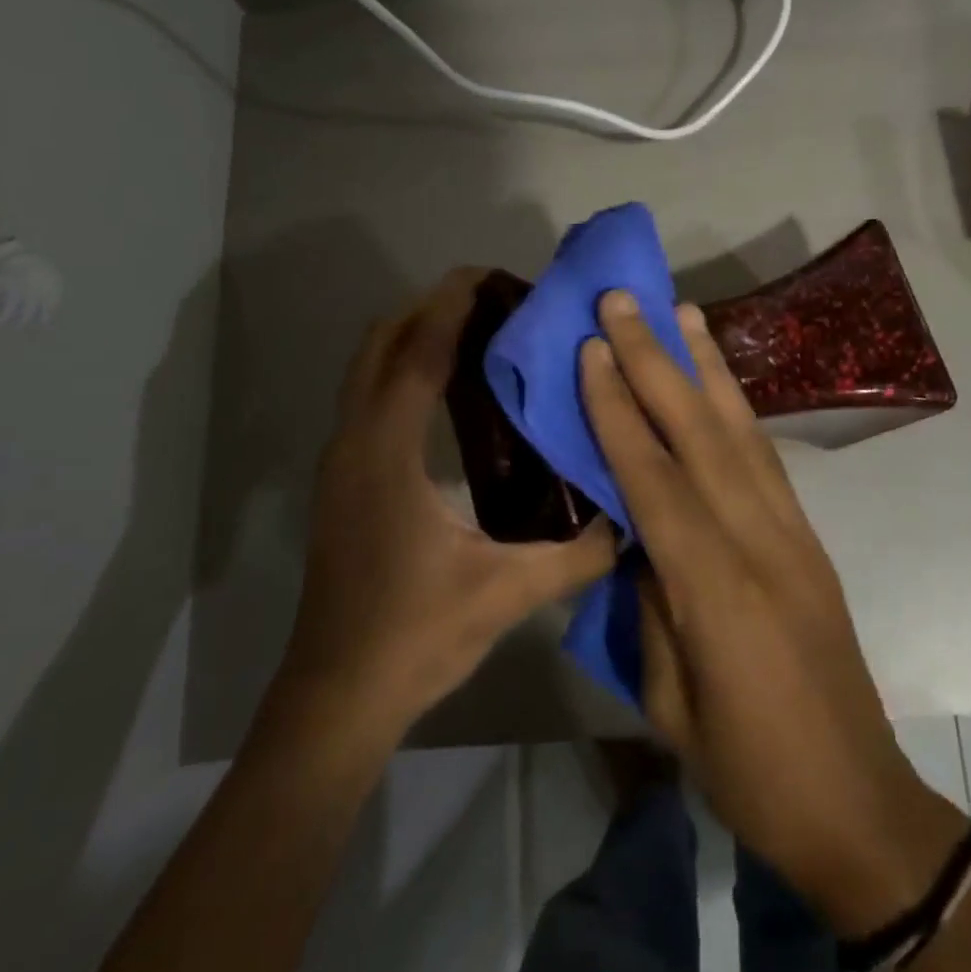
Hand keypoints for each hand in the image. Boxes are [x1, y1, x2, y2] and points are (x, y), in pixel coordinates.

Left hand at [277, 269, 616, 743]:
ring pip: (368, 368)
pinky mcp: (343, 481)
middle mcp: (354, 442)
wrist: (337, 697)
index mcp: (387, 452)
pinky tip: (451, 394)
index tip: (493, 274)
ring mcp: (341, 461)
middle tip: (495, 303)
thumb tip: (633, 523)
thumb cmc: (415, 636)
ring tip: (479, 334)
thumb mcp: (506, 593)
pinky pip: (370, 397)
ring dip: (414, 336)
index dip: (451, 304)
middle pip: (381, 342)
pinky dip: (404, 370)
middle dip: (431, 308)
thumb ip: (577, 556)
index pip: (416, 352)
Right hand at [580, 290, 970, 937]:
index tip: (591, 350)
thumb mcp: (669, 700)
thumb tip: (634, 531)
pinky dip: (738, 407)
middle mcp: (758, 539)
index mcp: (714, 588)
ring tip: (682, 310)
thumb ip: (649, 602)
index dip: (618, 409)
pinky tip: (719, 379)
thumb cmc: (747, 768)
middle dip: (656, 359)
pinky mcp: (808, 535)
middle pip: (699, 432)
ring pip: (741, 430)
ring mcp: (792, 531)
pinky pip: (765, 456)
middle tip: (624, 300)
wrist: (856, 798)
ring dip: (707, 365)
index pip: (653, 477)